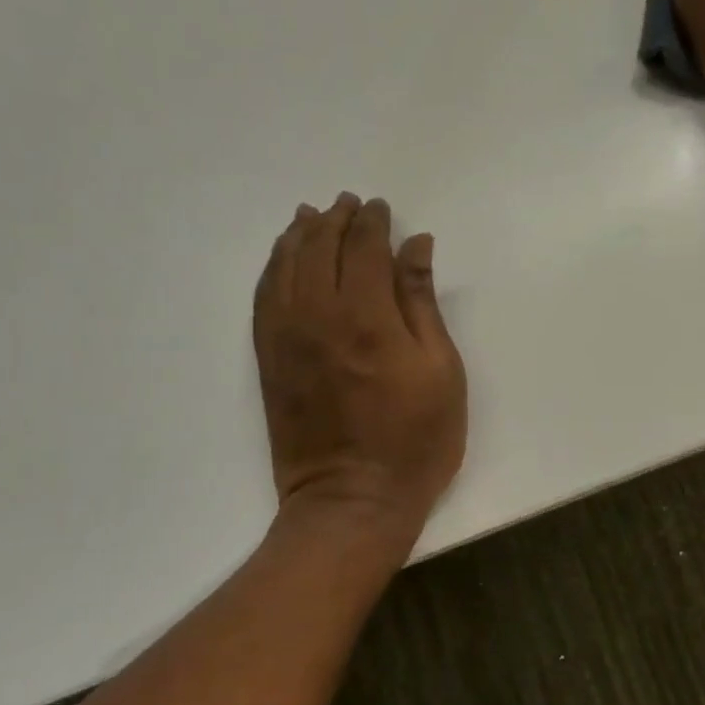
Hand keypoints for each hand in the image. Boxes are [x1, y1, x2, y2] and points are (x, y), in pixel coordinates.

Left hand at [253, 193, 466, 544]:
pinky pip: (263, 297)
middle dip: (335, 220)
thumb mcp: (441, 371)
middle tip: (349, 204)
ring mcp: (284, 337)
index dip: (373, 223)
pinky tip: (283, 260)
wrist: (352, 500)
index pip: (363, 248)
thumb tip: (415, 246)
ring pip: (284, 267)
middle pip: (319, 248)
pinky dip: (273, 268)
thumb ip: (422, 303)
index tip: (382, 208)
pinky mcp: (268, 359)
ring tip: (311, 217)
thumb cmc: (415, 440)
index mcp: (365, 315)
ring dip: (298, 236)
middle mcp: (316, 314)